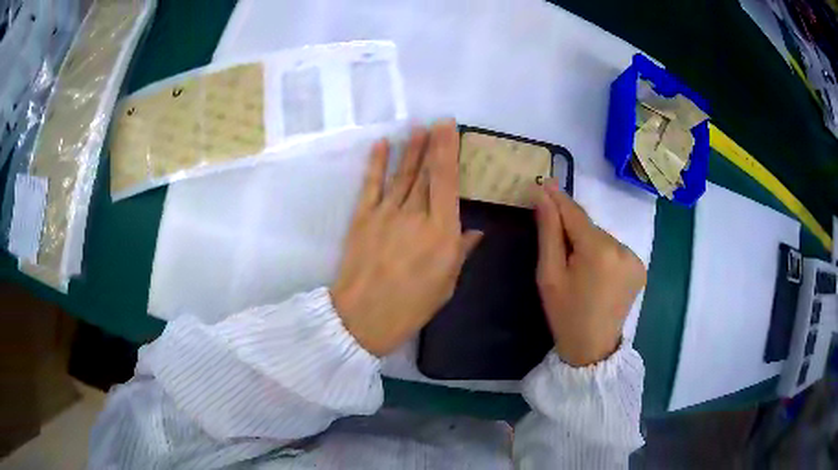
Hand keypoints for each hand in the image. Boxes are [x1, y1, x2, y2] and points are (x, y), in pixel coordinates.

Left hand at [331, 120, 482, 356]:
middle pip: (425, 173)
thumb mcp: (446, 283)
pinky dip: (376, 163)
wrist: (363, 317)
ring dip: (409, 149)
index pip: (446, 181)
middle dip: (432, 144)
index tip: (449, 128)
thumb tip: (475, 231)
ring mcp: (386, 213)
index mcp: (441, 232)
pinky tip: (382, 144)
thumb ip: (460, 251)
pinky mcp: (363, 217)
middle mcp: (415, 215)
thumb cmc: (411, 305)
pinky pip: (371, 185)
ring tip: (416, 128)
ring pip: (401, 174)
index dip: (447, 151)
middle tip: (436, 121)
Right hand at [534, 183, 646, 366]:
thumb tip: (544, 197)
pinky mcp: (640, 268)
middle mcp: (622, 248)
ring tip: (578, 268)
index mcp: (598, 250)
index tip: (545, 183)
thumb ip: (549, 232)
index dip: (559, 199)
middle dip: (573, 230)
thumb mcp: (549, 275)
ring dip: (589, 243)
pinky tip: (596, 273)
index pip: (575, 214)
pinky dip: (603, 253)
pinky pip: (615, 250)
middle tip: (558, 247)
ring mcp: (635, 258)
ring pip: (603, 238)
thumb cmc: (565, 314)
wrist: (592, 348)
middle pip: (590, 227)